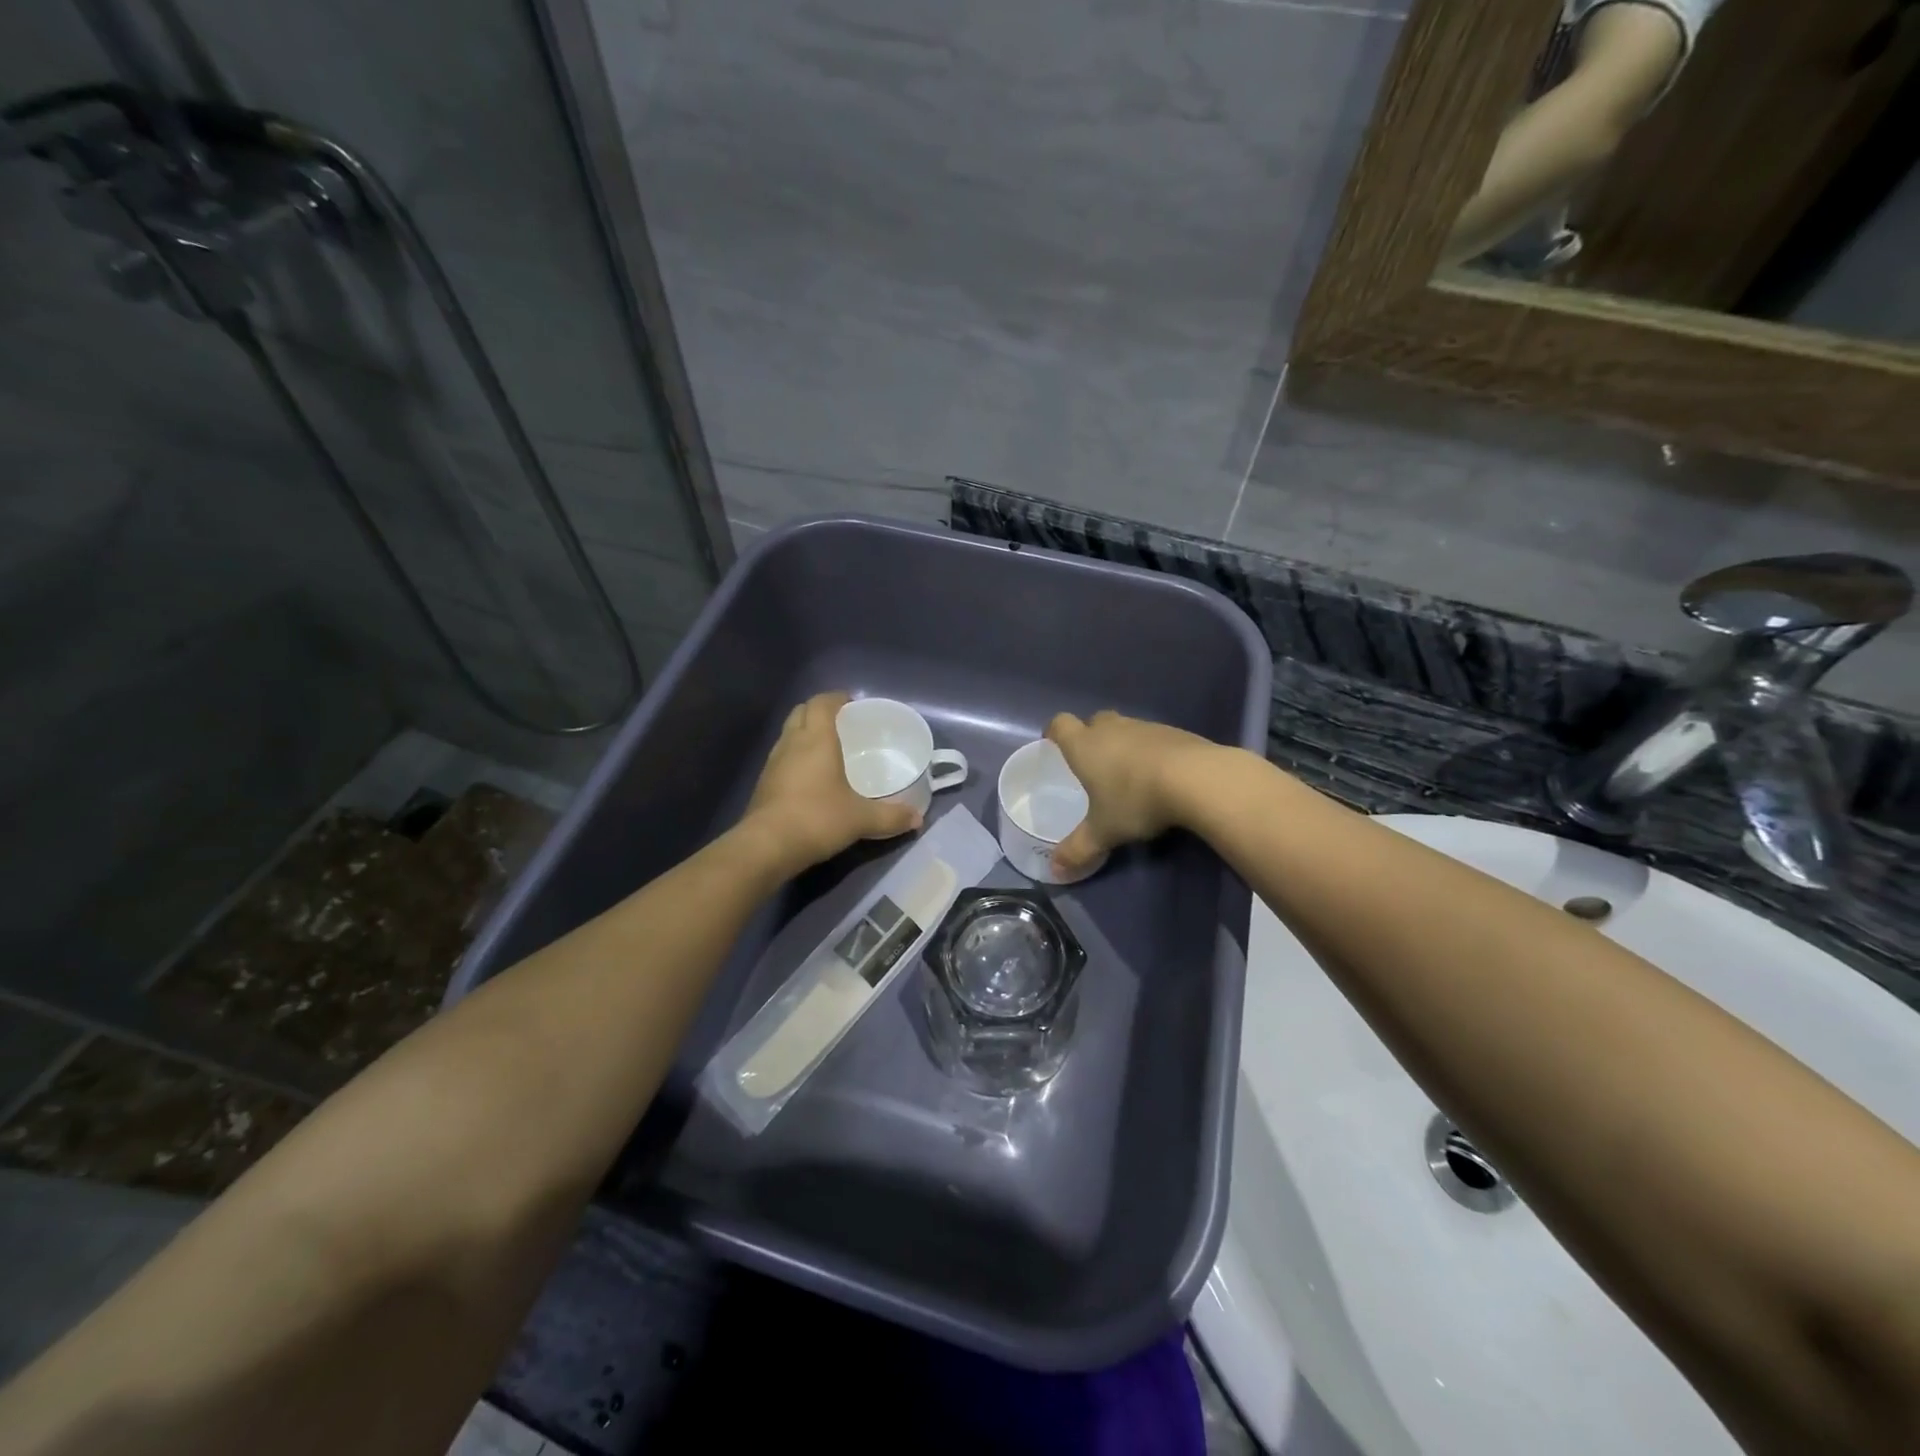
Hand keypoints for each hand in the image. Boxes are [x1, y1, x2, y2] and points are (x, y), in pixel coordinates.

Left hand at [740, 691, 921, 873]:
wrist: (766, 846)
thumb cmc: (817, 819)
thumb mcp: (861, 819)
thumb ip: (891, 816)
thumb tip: (918, 819)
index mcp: (817, 739)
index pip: (822, 703)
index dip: (836, 698)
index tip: (852, 702)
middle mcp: (792, 743)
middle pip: (801, 712)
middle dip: (819, 711)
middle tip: (841, 722)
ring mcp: (773, 763)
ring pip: (788, 734)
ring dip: (804, 733)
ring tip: (826, 748)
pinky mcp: (763, 783)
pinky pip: (781, 757)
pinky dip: (795, 757)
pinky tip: (810, 777)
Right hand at [1044, 710, 1218, 876]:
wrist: (1197, 779)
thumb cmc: (1136, 800)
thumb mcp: (1104, 832)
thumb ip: (1078, 850)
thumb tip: (1054, 871)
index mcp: (1085, 745)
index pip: (1061, 724)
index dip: (1055, 732)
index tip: (1054, 743)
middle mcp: (1112, 729)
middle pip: (1095, 721)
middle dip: (1092, 736)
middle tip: (1094, 763)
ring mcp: (1146, 727)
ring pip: (1127, 728)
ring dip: (1124, 744)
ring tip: (1130, 774)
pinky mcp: (1176, 732)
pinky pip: (1155, 738)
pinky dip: (1152, 752)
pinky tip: (1161, 776)